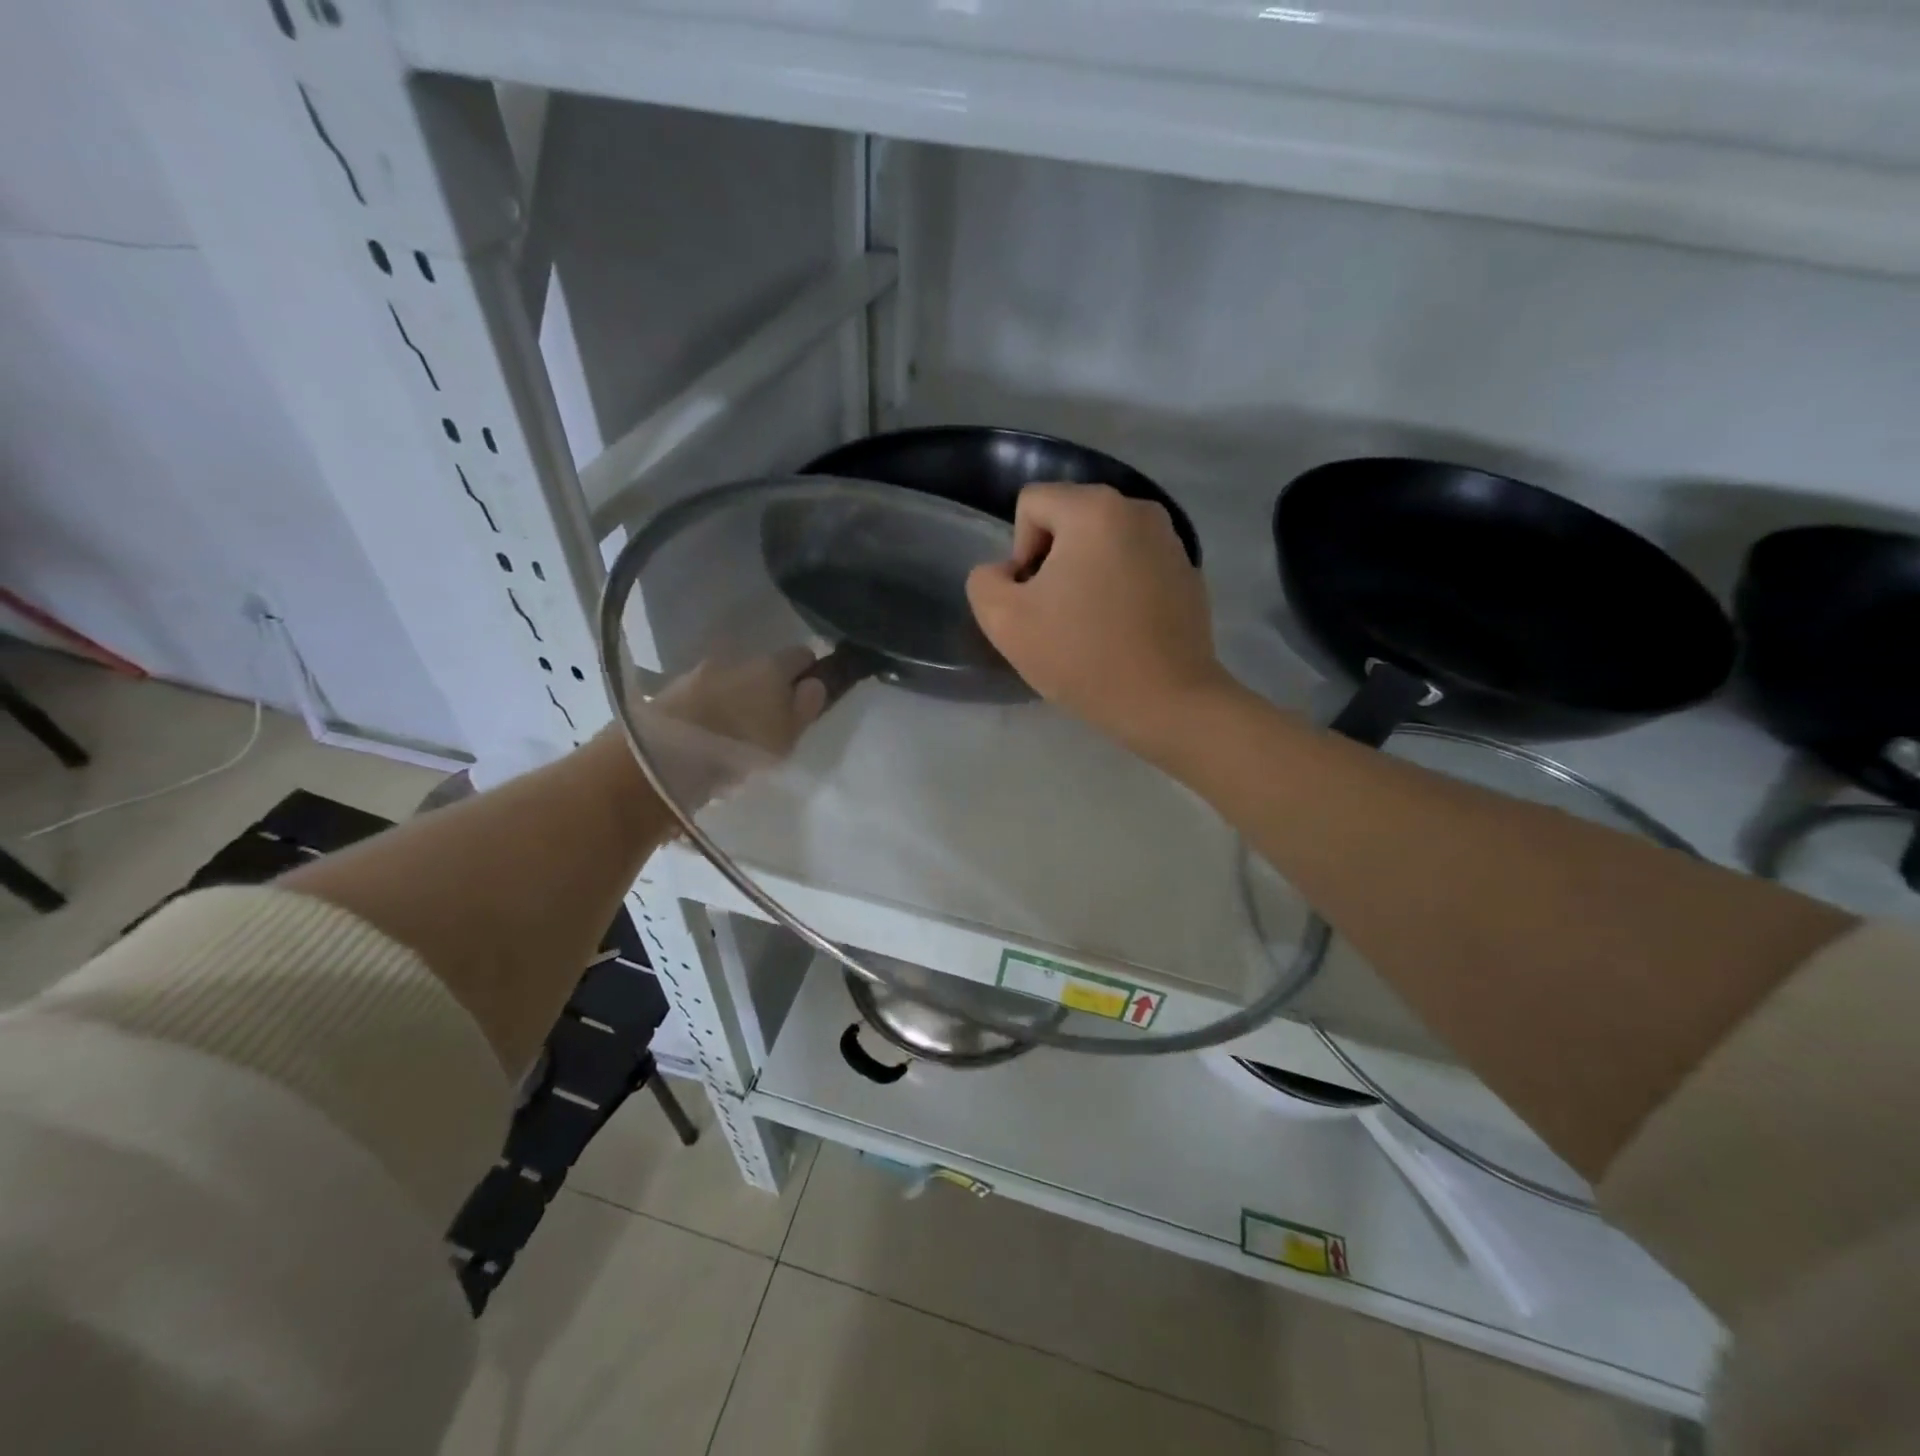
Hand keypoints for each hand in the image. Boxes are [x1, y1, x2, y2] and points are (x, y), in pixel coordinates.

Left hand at [633, 648, 828, 804]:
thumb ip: (805, 707)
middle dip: (770, 687)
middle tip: (771, 720)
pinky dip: (713, 707)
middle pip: (764, 668)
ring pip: (733, 680)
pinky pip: (706, 694)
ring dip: (738, 697)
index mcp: (771, 666)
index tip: (807, 696)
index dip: (808, 673)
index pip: (802, 654)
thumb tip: (814, 683)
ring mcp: (702, 671)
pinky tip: (711, 733)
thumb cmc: (740, 747)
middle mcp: (737, 659)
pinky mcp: (674, 689)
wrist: (664, 756)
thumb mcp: (787, 736)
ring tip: (736, 731)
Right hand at [967, 484, 1231, 756]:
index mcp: (1095, 508)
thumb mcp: (1004, 621)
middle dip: (1052, 562)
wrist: (1166, 702)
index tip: (1035, 599)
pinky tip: (1122, 632)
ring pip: (1103, 545)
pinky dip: (1120, 589)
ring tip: (1090, 625)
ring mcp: (1171, 541)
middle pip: (1069, 520)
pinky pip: (1135, 566)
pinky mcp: (1188, 574)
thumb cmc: (1082, 656)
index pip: (1032, 504)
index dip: (1018, 551)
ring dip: (1086, 575)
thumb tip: (1009, 573)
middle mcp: (1139, 509)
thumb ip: (985, 582)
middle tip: (1057, 616)